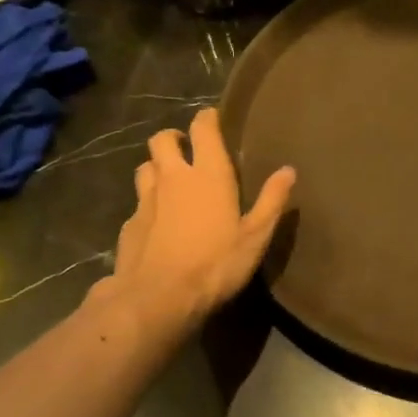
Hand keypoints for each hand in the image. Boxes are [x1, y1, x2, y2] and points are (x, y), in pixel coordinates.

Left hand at [99, 107, 294, 332]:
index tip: (212, 118)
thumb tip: (288, 170)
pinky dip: (148, 204)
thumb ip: (272, 201)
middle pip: (162, 140)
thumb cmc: (215, 264)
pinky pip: (138, 203)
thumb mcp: (255, 236)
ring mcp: (146, 200)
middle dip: (174, 137)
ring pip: (145, 167)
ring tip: (170, 181)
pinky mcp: (129, 224)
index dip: (206, 119)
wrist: (157, 298)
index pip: (202, 129)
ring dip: (157, 167)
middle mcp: (173, 178)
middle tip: (186, 148)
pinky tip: (157, 221)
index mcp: (207, 174)